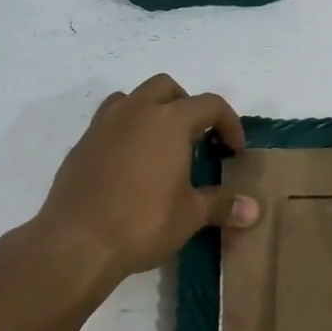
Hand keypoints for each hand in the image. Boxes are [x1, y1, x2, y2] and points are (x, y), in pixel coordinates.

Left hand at [30, 74, 259, 297]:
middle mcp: (135, 112)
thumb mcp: (190, 215)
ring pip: (131, 98)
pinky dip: (125, 132)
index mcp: (169, 121)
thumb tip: (256, 210)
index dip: (228, 123)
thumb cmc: (142, 222)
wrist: (76, 243)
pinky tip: (130, 166)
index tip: (234, 150)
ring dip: (151, 111)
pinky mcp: (81, 145)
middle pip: (166, 87)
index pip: (209, 105)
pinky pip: (109, 123)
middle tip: (196, 139)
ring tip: (160, 145)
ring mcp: (103, 125)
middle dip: (186, 105)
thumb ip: (223, 205)